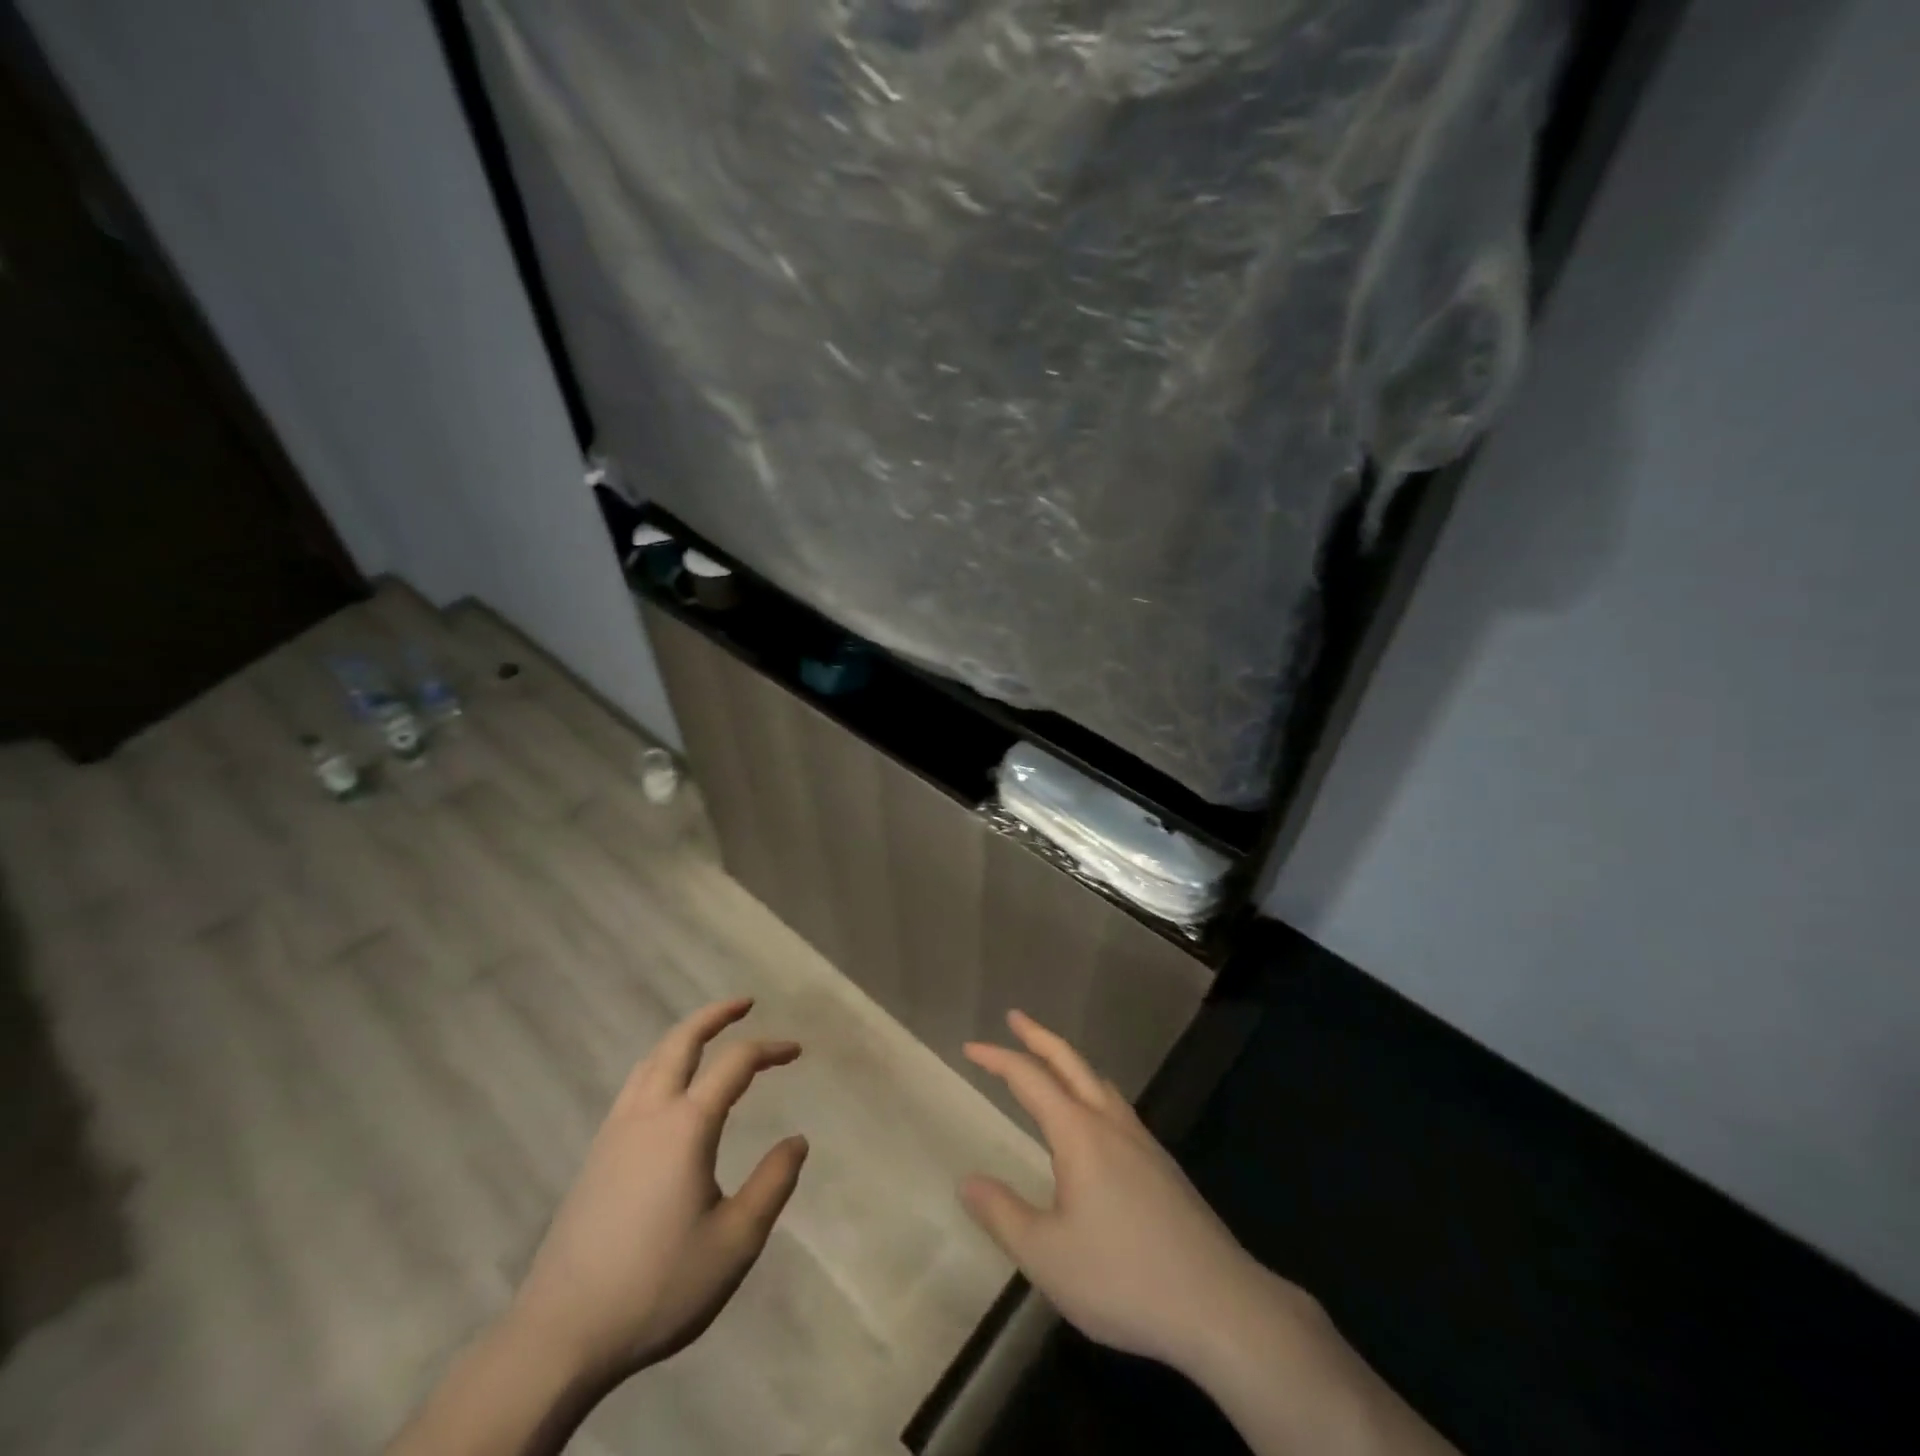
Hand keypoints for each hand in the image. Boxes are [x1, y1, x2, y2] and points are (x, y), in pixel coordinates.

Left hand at [508, 997, 808, 1385]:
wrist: (559, 1335)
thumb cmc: (657, 1286)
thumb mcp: (734, 1242)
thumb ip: (772, 1184)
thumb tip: (797, 1140)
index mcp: (686, 1126)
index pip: (735, 1064)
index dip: (769, 1049)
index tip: (796, 1051)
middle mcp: (648, 1114)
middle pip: (681, 1041)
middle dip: (715, 1016)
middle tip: (745, 1003)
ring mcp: (614, 1132)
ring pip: (651, 1060)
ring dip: (684, 1036)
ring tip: (708, 1036)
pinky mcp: (595, 1155)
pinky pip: (633, 1086)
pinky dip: (660, 1063)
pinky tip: (667, 1088)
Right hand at [959, 1010, 1300, 1373]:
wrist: (1219, 1305)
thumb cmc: (1124, 1277)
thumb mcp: (1047, 1256)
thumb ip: (1003, 1214)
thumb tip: (967, 1180)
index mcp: (1079, 1134)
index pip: (1030, 1079)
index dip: (997, 1059)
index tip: (970, 1048)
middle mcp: (1111, 1124)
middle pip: (1071, 1062)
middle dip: (1039, 1036)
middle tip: (1015, 1017)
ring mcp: (1143, 1142)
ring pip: (1099, 1082)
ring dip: (1069, 1062)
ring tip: (1051, 1063)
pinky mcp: (1163, 1166)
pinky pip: (1117, 1107)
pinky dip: (1092, 1090)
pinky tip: (1094, 1121)